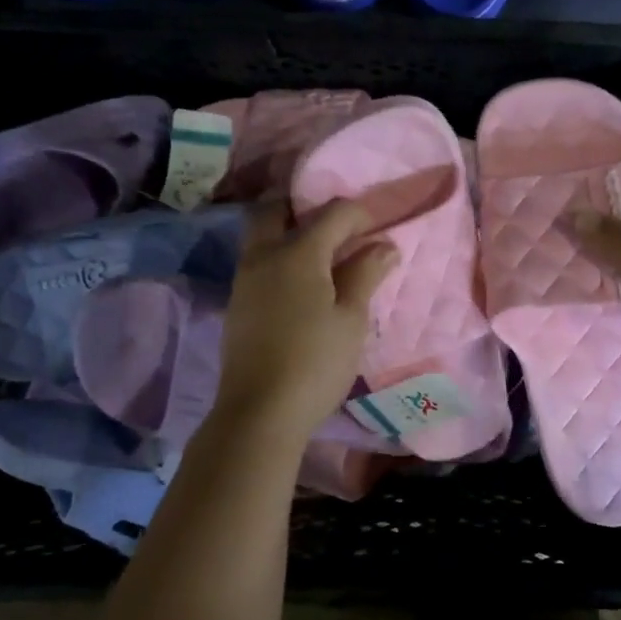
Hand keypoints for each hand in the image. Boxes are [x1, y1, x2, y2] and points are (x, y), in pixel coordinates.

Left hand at [214, 200, 396, 437]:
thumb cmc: (316, 363)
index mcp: (298, 254)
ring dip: (288, 232)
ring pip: (261, 236)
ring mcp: (244, 280)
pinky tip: (301, 285)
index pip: (332, 214)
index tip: (379, 227)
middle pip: (275, 210)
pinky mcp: (237, 304)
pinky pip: (257, 262)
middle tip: (334, 225)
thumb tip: (384, 246)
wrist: (260, 412)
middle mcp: (264, 256)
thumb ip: (365, 275)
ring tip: (322, 256)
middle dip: (304, 207)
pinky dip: (279, 258)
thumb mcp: (351, 320)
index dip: (360, 213)